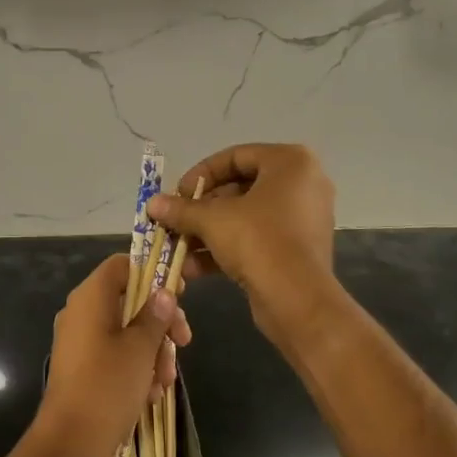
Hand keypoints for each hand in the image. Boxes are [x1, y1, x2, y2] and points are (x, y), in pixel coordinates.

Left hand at [34, 254, 190, 456]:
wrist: (71, 446)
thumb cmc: (107, 386)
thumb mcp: (140, 348)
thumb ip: (155, 316)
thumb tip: (164, 292)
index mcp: (90, 298)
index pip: (122, 265)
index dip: (153, 273)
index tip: (179, 294)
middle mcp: (82, 314)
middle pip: (129, 300)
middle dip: (160, 322)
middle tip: (184, 342)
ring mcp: (81, 343)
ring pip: (127, 332)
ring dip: (152, 352)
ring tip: (165, 380)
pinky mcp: (84, 370)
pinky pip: (116, 357)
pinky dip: (136, 369)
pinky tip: (151, 394)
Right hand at [146, 144, 336, 339]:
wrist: (297, 300)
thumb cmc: (258, 240)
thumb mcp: (212, 219)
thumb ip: (181, 209)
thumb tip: (152, 204)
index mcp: (291, 162)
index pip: (236, 156)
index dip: (201, 174)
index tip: (177, 193)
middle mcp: (303, 185)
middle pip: (240, 188)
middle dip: (202, 209)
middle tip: (175, 221)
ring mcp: (304, 219)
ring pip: (246, 218)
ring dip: (208, 232)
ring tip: (178, 247)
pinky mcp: (298, 251)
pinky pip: (258, 239)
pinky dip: (227, 249)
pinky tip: (193, 268)